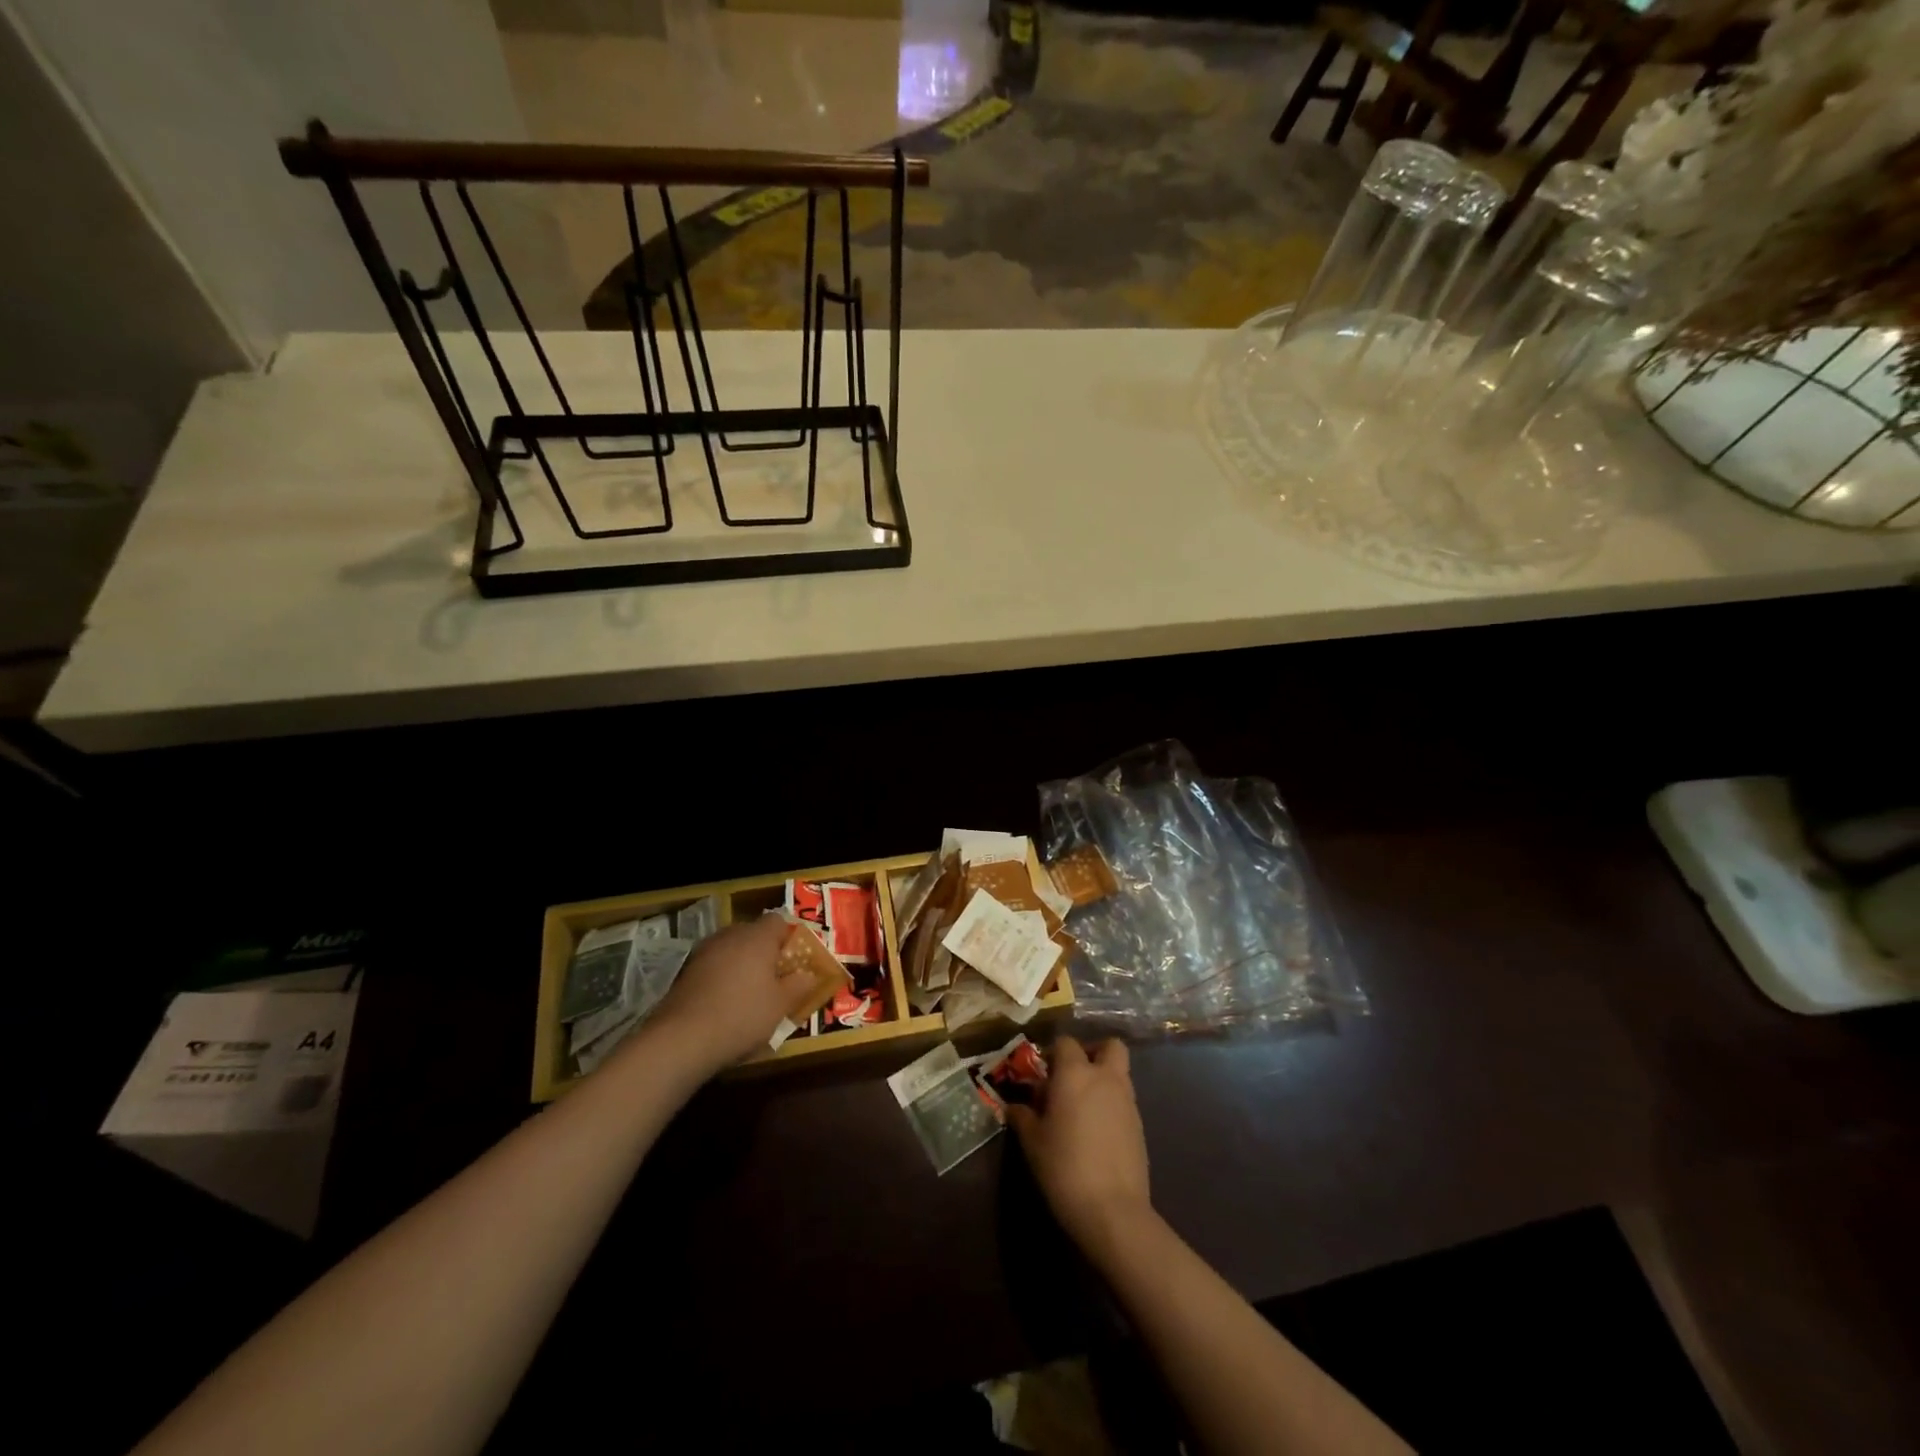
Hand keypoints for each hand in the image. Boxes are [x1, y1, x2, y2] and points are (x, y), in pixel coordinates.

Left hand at [647, 915, 816, 1075]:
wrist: (681, 1039)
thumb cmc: (742, 1015)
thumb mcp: (781, 1005)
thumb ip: (799, 985)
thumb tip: (809, 974)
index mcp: (757, 937)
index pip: (778, 921)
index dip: (789, 937)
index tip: (795, 960)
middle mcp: (730, 935)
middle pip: (753, 933)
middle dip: (765, 952)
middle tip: (775, 978)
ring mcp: (703, 952)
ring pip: (731, 950)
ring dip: (742, 965)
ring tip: (750, 993)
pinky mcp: (685, 972)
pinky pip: (713, 967)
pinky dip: (722, 978)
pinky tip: (725, 1004)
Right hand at [1008, 1038, 1151, 1259]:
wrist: (1113, 1210)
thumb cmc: (1064, 1167)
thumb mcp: (1033, 1142)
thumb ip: (1023, 1117)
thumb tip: (1013, 1107)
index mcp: (1075, 1073)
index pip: (1066, 1042)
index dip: (1053, 1053)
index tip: (1042, 1074)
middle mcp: (1105, 1078)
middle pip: (1109, 1046)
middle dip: (1092, 1053)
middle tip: (1072, 1076)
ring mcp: (1127, 1101)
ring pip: (1119, 1072)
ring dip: (1103, 1078)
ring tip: (1081, 1107)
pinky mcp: (1140, 1125)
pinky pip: (1125, 1100)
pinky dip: (1112, 1104)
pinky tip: (1096, 1131)